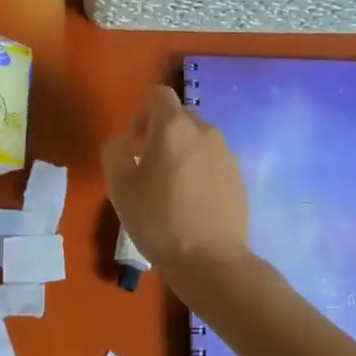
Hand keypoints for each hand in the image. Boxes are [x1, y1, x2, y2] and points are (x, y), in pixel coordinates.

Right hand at [102, 85, 250, 277]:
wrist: (211, 261)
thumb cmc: (159, 220)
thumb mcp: (120, 187)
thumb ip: (116, 152)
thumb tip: (125, 142)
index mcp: (174, 127)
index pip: (159, 94)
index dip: (142, 113)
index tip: (135, 143)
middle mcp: (206, 131)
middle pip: (180, 117)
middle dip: (162, 134)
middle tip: (149, 168)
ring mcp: (227, 154)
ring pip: (199, 141)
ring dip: (183, 153)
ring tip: (172, 188)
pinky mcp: (240, 178)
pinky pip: (214, 162)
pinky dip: (201, 172)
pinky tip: (193, 203)